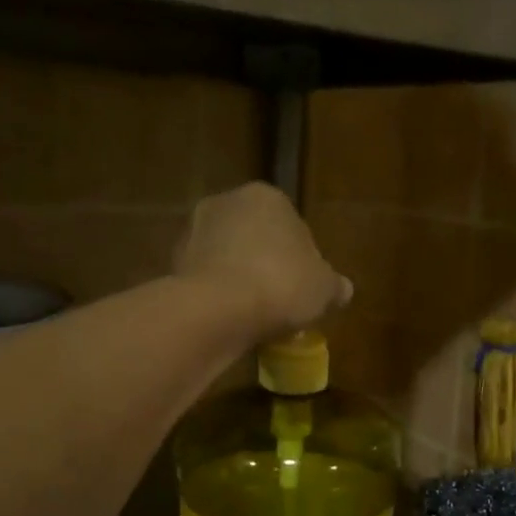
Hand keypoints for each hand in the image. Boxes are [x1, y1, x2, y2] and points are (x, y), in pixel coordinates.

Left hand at [175, 184, 351, 336]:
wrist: (217, 309)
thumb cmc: (281, 285)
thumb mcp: (324, 289)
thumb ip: (334, 285)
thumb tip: (342, 289)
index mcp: (267, 196)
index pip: (293, 225)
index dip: (303, 259)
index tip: (306, 287)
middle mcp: (226, 202)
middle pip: (257, 237)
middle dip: (267, 264)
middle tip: (282, 301)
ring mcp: (194, 230)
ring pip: (229, 257)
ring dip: (240, 278)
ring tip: (256, 315)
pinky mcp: (173, 262)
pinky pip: (208, 278)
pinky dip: (218, 294)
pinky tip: (231, 319)